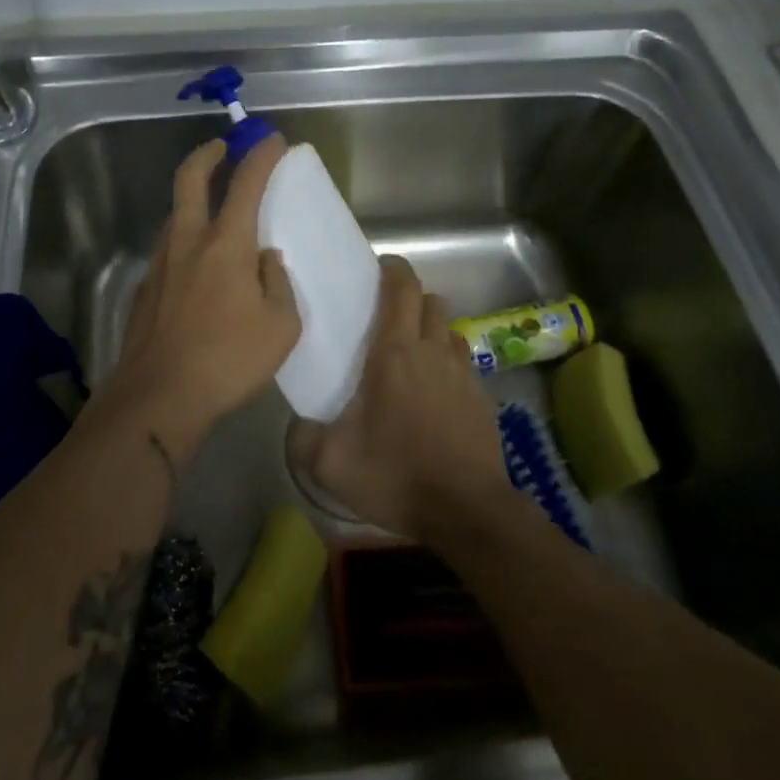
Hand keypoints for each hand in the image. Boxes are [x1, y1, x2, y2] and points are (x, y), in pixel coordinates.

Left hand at [94, 135, 299, 463]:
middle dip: (207, 155)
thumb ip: (278, 283)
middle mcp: (187, 242)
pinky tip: (196, 271)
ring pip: (175, 216)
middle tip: (221, 148)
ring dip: (193, 202)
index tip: (272, 140)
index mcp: (226, 244)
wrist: (158, 399)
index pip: (246, 184)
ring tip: (213, 215)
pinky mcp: (143, 290)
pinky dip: (184, 244)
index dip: (261, 156)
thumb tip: (266, 261)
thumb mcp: (280, 326)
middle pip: (190, 180)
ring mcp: (159, 265)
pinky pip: (167, 252)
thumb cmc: (229, 360)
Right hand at [296, 255, 508, 539]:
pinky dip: (449, 365)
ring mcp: (464, 374)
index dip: (393, 269)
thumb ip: (303, 437)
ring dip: (433, 331)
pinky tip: (436, 395)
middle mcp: (432, 352)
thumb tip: (296, 424)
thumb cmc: (396, 476)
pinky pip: (465, 364)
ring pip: (450, 331)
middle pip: (431, 302)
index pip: (402, 288)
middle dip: (412, 300)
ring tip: (413, 356)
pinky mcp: (483, 399)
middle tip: (388, 319)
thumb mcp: (330, 464)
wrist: (466, 512)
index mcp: (394, 353)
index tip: (380, 268)